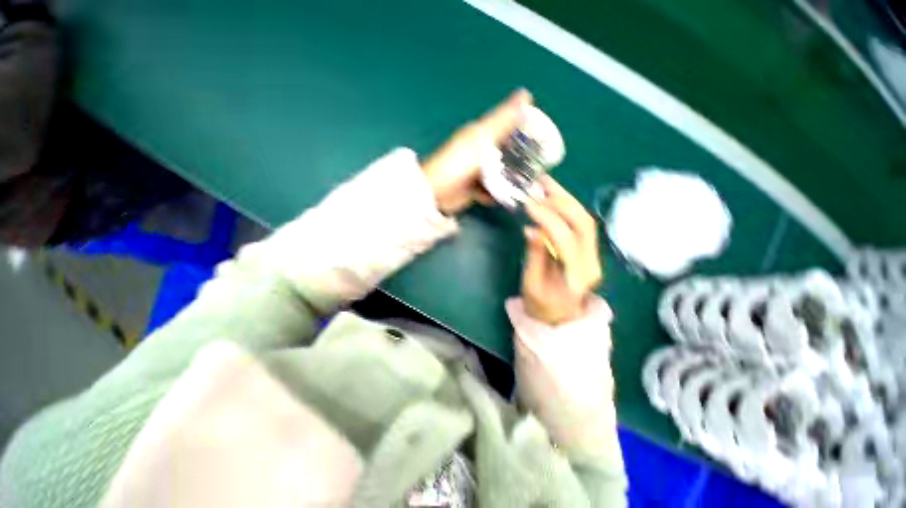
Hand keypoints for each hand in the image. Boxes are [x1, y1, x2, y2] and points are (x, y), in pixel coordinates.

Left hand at [422, 89, 531, 213]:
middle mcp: (480, 150)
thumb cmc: (459, 163)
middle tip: (539, 165)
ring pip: (500, 172)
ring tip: (528, 184)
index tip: (543, 138)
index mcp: (481, 134)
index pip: (507, 126)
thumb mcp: (482, 139)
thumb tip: (526, 94)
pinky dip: (498, 193)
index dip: (524, 130)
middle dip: (521, 158)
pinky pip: (491, 189)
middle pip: (505, 152)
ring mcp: (477, 171)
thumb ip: (503, 121)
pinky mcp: (474, 188)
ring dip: (511, 178)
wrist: (437, 192)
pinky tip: (508, 197)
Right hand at [522, 177, 602, 324]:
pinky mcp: (588, 249)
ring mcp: (593, 254)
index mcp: (576, 276)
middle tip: (540, 184)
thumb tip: (532, 229)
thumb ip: (535, 256)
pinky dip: (566, 207)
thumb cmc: (542, 306)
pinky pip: (579, 223)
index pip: (566, 239)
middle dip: (562, 200)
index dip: (547, 219)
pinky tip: (551, 198)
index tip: (529, 204)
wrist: (560, 318)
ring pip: (584, 219)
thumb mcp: (531, 284)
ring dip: (565, 199)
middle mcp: (591, 262)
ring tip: (545, 184)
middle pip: (583, 223)